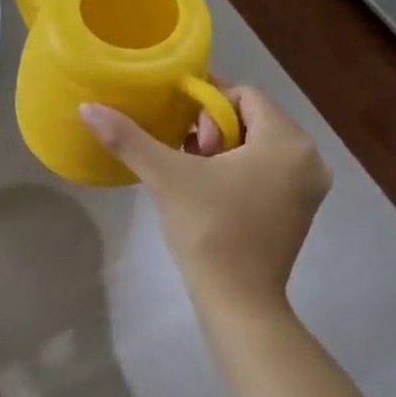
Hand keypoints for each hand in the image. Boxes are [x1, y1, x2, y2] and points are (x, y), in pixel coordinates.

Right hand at [79, 85, 329, 308]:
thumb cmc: (208, 230)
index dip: (204, 101)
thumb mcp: (165, 178)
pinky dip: (238, 172)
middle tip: (181, 153)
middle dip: (212, 129)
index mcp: (288, 142)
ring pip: (259, 148)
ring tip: (188, 171)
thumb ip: (128, 138)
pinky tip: (208, 191)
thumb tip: (87, 108)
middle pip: (252, 121)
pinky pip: (267, 173)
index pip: (244, 96)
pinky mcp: (298, 212)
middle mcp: (309, 159)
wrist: (237, 300)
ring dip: (222, 151)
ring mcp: (307, 189)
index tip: (174, 122)